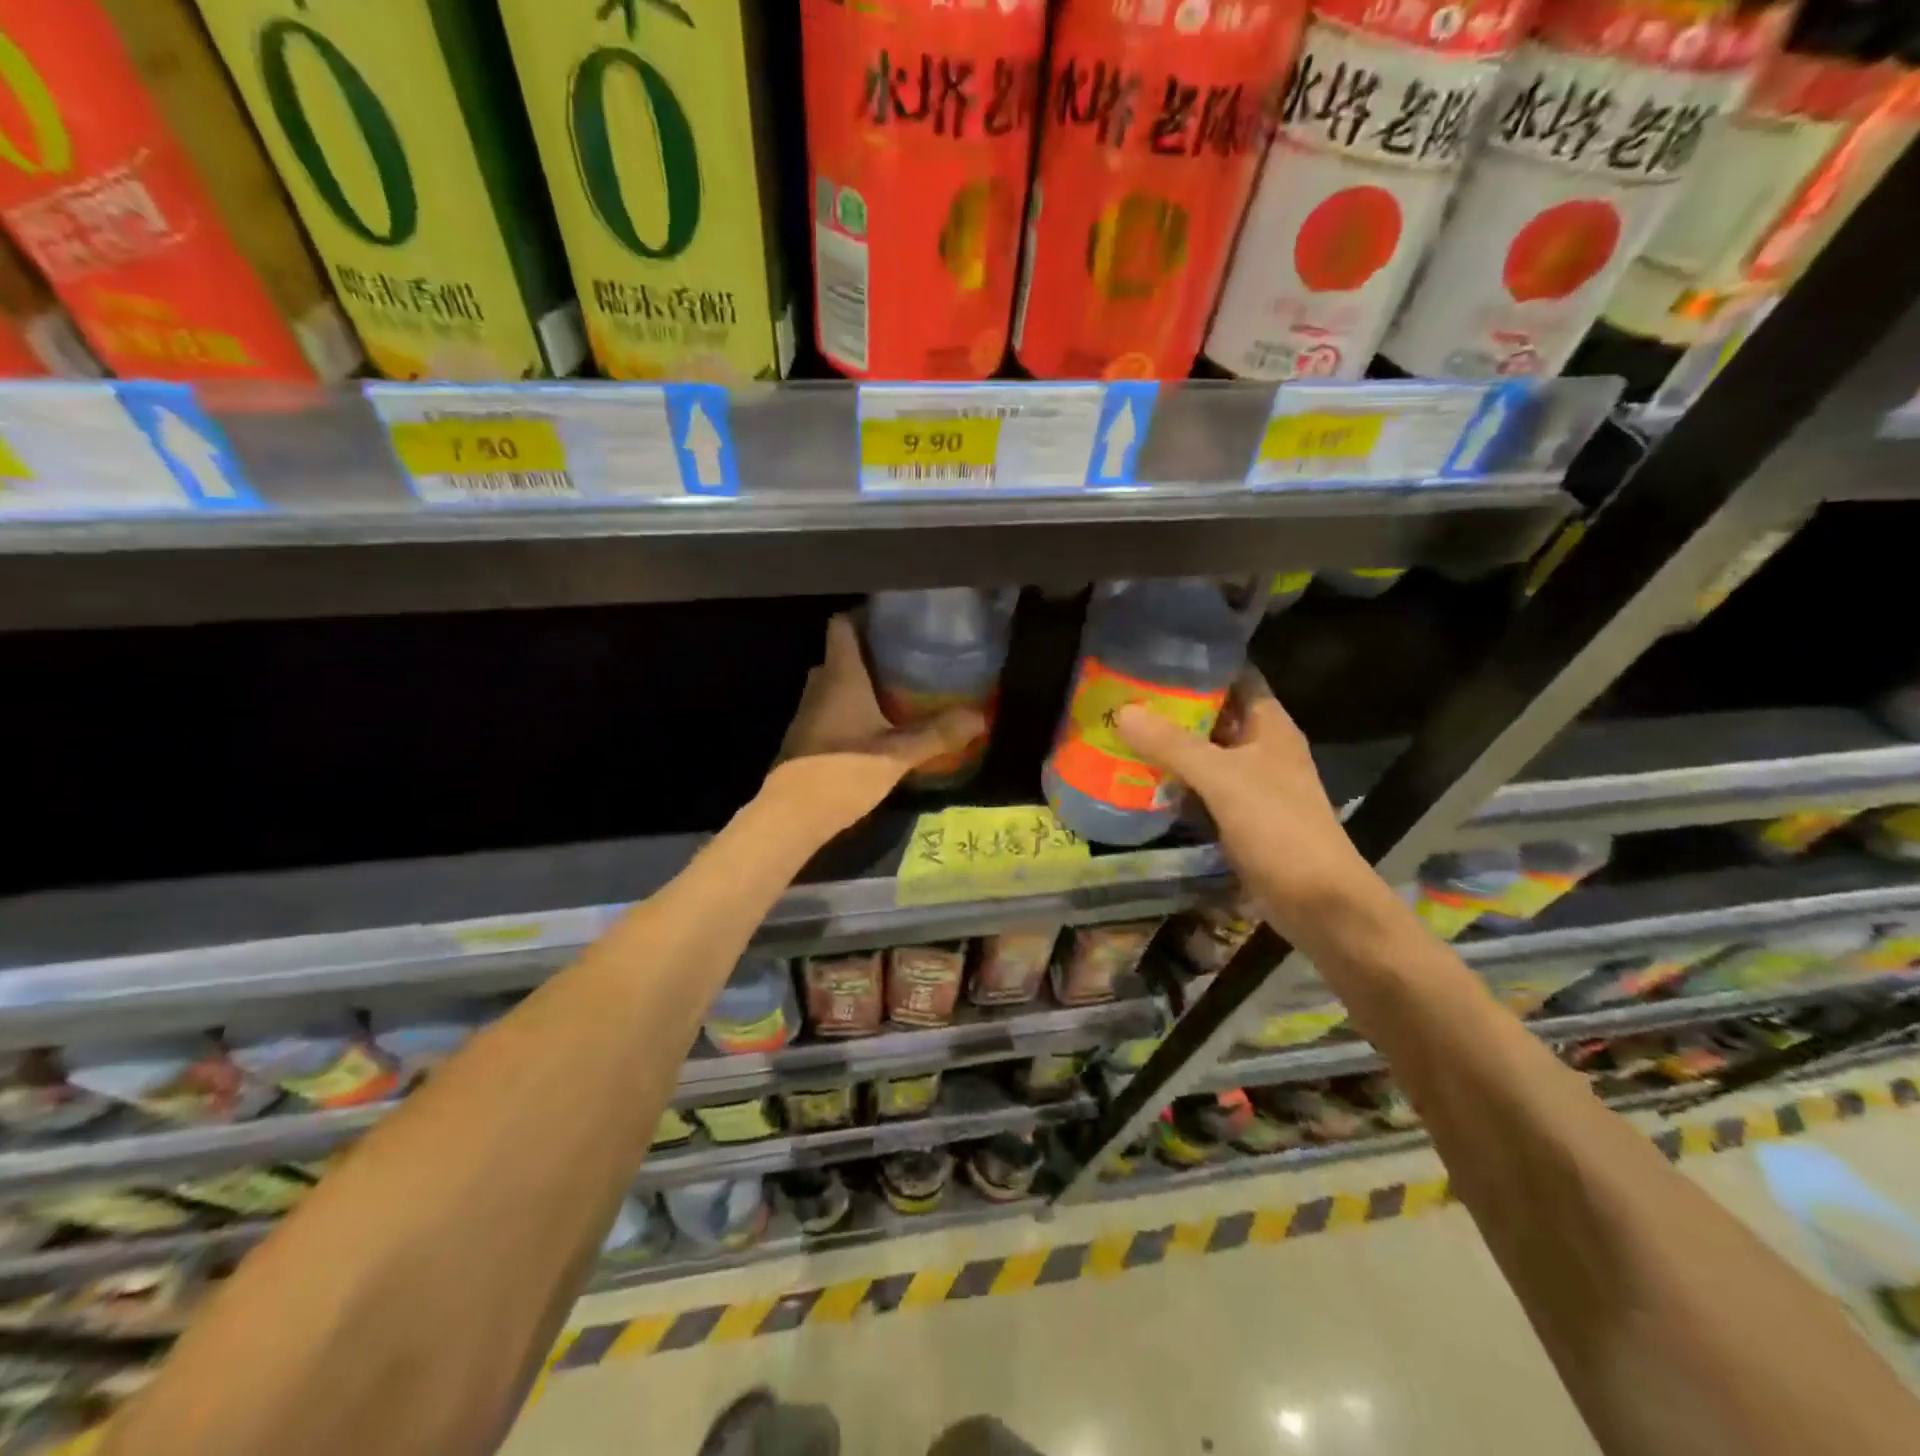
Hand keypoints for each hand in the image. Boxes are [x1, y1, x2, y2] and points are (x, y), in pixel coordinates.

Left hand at [764, 614, 985, 834]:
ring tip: (897, 690)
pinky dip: (850, 710)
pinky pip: (829, 710)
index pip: (842, 625)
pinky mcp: (805, 739)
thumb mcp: (898, 754)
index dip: (864, 615)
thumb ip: (938, 734)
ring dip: (860, 683)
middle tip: (906, 658)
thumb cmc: (844, 772)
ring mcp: (807, 713)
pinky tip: (876, 727)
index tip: (895, 619)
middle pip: (841, 654)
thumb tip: (980, 717)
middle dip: (870, 653)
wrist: (791, 816)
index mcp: (840, 676)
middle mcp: (819, 686)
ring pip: (834, 684)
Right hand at [1115, 675, 1371, 914]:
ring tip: (1119, 730)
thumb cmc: (1279, 828)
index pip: (1236, 678)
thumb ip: (1173, 745)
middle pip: (1214, 716)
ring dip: (1168, 746)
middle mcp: (1261, 749)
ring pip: (1203, 754)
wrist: (1318, 902)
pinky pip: (1200, 788)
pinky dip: (1173, 782)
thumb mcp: (1224, 779)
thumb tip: (1123, 711)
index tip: (1152, 659)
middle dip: (1172, 707)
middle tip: (1121, 696)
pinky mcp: (1238, 816)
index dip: (1199, 666)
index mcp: (1270, 726)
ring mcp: (1250, 784)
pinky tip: (1137, 778)